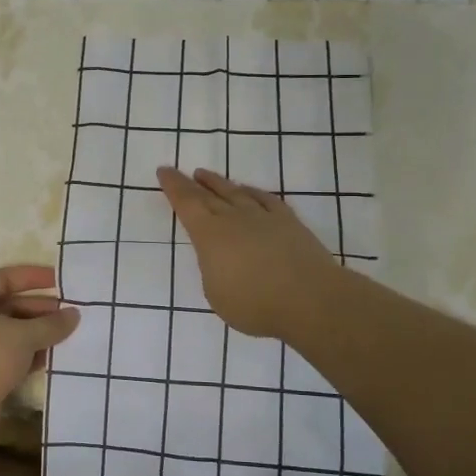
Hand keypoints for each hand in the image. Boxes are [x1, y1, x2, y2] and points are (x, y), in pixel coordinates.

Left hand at [0, 264, 78, 448]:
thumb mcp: (22, 335)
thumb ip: (51, 324)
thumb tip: (74, 314)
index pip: (4, 278)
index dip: (32, 276)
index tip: (59, 279)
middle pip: (9, 307)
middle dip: (40, 309)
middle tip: (70, 312)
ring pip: (11, 335)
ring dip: (38, 335)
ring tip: (69, 336)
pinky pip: (10, 358)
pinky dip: (30, 357)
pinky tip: (53, 359)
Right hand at [157, 167, 339, 338]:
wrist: (310, 298)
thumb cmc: (255, 303)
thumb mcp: (217, 294)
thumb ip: (213, 270)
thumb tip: (220, 258)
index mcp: (210, 235)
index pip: (187, 204)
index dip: (174, 187)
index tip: (164, 171)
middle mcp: (234, 218)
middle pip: (208, 195)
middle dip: (191, 183)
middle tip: (180, 171)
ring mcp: (263, 217)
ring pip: (236, 193)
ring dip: (219, 183)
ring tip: (206, 174)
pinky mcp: (289, 222)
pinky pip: (265, 199)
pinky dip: (253, 192)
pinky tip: (248, 191)